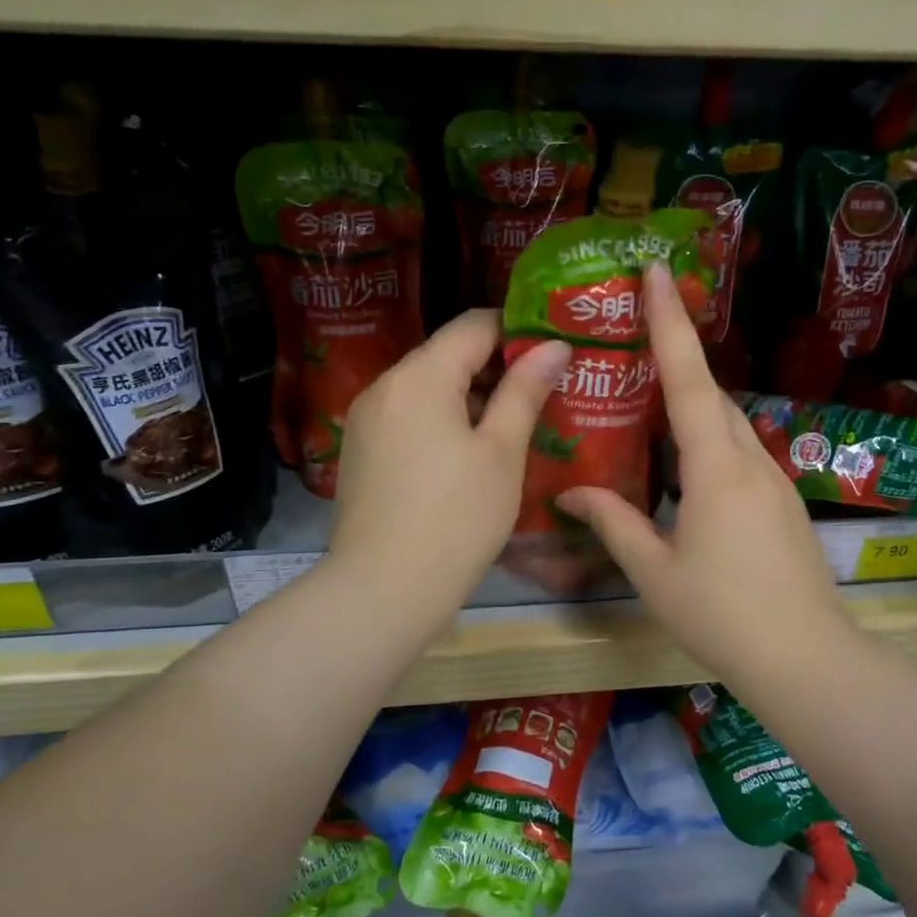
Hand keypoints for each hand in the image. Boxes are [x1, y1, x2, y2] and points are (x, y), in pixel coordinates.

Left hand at [328, 310, 568, 633]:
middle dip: (496, 367)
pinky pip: (409, 417)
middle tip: (544, 392)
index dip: (519, 331)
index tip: (553, 353)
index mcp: (419, 376)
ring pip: (428, 388)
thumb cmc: (456, 518)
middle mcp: (384, 386)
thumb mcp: (501, 452)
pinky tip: (470, 455)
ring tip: (514, 425)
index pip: (474, 324)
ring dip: (471, 397)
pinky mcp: (362, 452)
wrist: (383, 591)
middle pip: (447, 354)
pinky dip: (442, 421)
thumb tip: (554, 345)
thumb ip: (525, 391)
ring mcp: (366, 420)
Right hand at [556, 264, 853, 688]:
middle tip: (635, 334)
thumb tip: (569, 493)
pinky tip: (683, 465)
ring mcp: (774, 480)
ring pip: (727, 424)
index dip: (670, 321)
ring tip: (649, 401)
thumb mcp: (654, 571)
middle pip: (710, 393)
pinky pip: (739, 453)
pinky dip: (708, 440)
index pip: (688, 378)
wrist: (805, 657)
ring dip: (692, 403)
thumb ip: (613, 522)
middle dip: (677, 355)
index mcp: (716, 466)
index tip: (657, 271)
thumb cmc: (722, 613)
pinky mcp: (783, 502)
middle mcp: (750, 459)